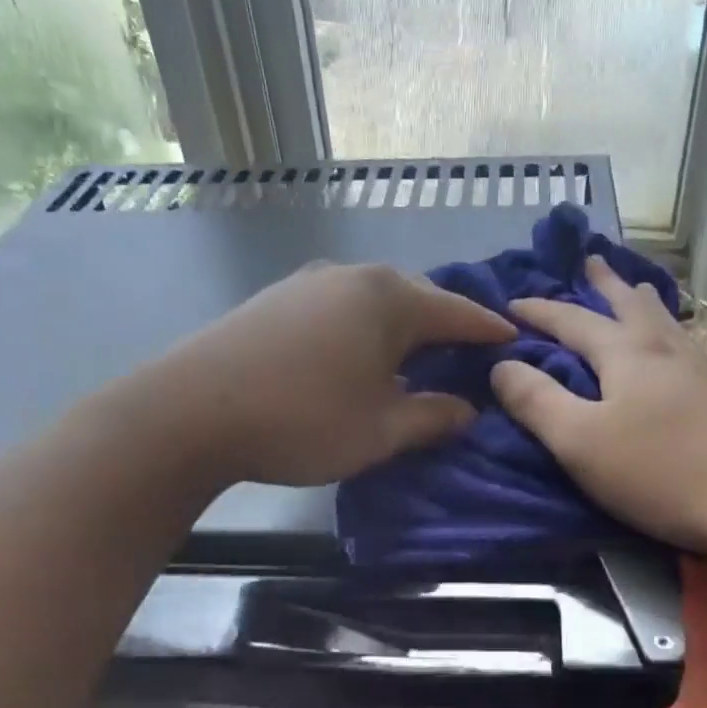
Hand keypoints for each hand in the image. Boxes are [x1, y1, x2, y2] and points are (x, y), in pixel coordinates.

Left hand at [166, 262, 513, 487]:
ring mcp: (308, 283)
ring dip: (401, 326)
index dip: (488, 329)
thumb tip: (467, 410)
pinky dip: (363, 328)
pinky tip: (358, 355)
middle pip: (416, 297)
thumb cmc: (303, 420)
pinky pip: (339, 308)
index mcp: (389, 300)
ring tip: (416, 355)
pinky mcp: (275, 300)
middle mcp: (352, 277)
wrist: (192, 412)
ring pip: (374, 300)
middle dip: (445, 324)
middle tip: (467, 351)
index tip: (514, 339)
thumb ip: (432, 417)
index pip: (457, 311)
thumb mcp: (382, 430)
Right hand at [490, 256, 706, 552]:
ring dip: (639, 300)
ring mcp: (700, 370)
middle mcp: (664, 349)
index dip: (538, 311)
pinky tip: (673, 345)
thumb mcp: (580, 442)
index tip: (510, 304)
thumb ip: (537, 401)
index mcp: (625, 354)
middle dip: (603, 284)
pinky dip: (666, 329)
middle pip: (628, 304)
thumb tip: (501, 365)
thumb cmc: (660, 471)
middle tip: (589, 261)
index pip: (571, 320)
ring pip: (663, 321)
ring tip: (632, 289)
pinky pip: (683, 343)